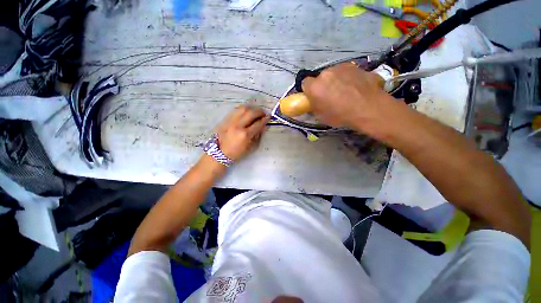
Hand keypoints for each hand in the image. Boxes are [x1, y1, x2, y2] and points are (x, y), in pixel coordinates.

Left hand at [216, 105, 269, 160]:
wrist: (220, 152)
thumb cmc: (237, 152)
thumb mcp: (250, 147)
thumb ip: (257, 135)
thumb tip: (264, 126)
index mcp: (245, 135)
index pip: (258, 124)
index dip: (265, 119)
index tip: (269, 117)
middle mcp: (238, 125)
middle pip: (251, 113)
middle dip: (260, 111)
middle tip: (263, 113)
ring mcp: (231, 121)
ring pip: (243, 108)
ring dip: (252, 108)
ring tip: (255, 111)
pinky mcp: (226, 119)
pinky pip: (236, 110)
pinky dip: (244, 109)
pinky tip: (247, 112)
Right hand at [301, 63, 399, 136]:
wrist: (368, 109)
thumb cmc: (341, 116)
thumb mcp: (321, 117)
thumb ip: (314, 106)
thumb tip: (313, 103)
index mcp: (315, 87)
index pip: (305, 83)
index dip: (309, 90)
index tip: (314, 97)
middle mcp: (326, 73)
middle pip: (321, 78)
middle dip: (323, 85)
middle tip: (331, 96)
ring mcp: (342, 67)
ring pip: (334, 73)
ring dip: (336, 80)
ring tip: (346, 91)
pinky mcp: (356, 66)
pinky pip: (347, 72)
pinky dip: (348, 78)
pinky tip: (356, 87)